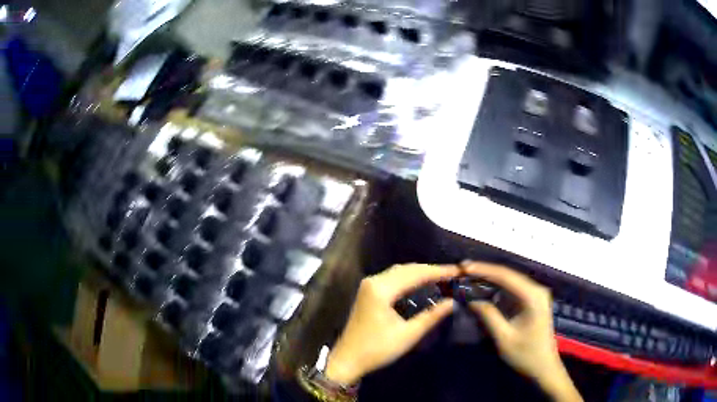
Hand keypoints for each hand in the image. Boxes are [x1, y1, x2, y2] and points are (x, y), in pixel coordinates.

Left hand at [324, 264, 459, 385]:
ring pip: (399, 272)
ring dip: (420, 273)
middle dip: (431, 270)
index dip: (439, 271)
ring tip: (442, 277)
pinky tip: (422, 284)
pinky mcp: (368, 292)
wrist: (347, 360)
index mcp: (381, 289)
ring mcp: (369, 285)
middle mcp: (373, 281)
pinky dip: (409, 279)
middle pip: (407, 269)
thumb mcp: (408, 334)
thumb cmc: (377, 349)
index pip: (416, 274)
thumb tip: (452, 302)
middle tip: (453, 274)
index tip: (458, 271)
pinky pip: (392, 279)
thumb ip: (431, 316)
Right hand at [464, 262, 582, 401]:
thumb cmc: (525, 355)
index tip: (463, 267)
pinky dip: (497, 287)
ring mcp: (536, 294)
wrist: (544, 367)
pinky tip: (484, 287)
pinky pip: (513, 289)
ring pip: (510, 280)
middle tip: (463, 269)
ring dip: (490, 277)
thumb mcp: (504, 338)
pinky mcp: (532, 301)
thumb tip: (471, 299)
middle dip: (485, 271)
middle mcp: (536, 290)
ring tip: (469, 275)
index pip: (505, 276)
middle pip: (508, 274)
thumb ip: (488, 316)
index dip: (483, 269)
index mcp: (532, 296)